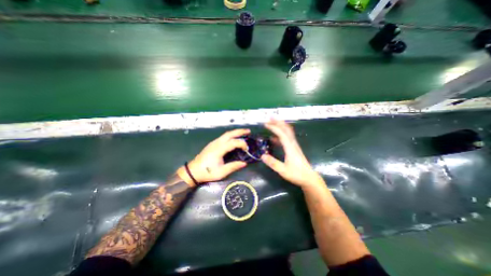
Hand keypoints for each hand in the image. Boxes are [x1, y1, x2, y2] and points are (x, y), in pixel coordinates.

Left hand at [178, 128, 250, 186]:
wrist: (193, 171)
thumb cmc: (207, 172)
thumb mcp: (221, 172)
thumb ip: (233, 166)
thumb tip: (244, 163)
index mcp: (219, 149)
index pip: (233, 142)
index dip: (242, 144)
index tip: (247, 149)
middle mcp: (216, 143)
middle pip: (229, 134)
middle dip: (240, 131)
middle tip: (248, 131)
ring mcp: (214, 142)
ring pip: (226, 134)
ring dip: (235, 132)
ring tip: (243, 133)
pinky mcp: (212, 144)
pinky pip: (223, 137)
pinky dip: (231, 135)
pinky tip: (234, 138)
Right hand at [261, 120, 322, 187]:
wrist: (309, 178)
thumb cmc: (297, 174)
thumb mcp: (283, 170)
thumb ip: (273, 163)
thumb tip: (262, 156)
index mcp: (290, 147)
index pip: (282, 134)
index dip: (274, 128)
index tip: (266, 124)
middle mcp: (293, 144)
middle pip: (286, 129)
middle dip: (278, 122)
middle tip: (270, 118)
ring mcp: (294, 146)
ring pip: (288, 132)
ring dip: (280, 126)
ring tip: (272, 124)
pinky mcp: (294, 149)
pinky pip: (287, 138)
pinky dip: (280, 135)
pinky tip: (274, 138)